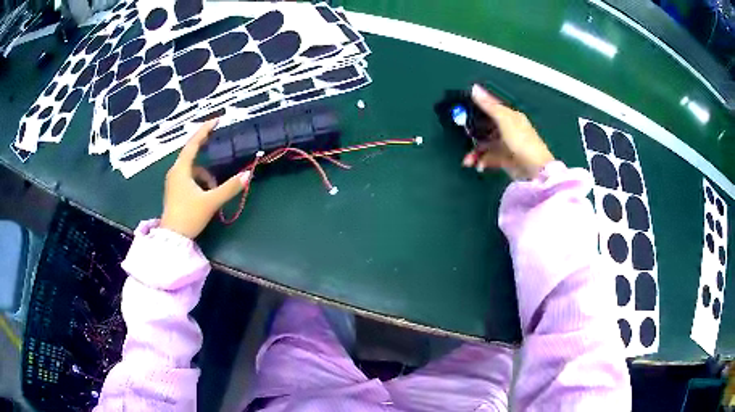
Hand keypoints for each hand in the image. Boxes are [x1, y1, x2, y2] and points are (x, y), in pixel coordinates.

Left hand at [160, 120, 247, 238]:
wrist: (172, 239)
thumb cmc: (188, 216)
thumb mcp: (211, 202)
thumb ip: (229, 187)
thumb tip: (248, 174)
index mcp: (181, 169)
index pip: (193, 143)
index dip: (205, 130)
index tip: (217, 120)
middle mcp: (175, 171)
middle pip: (192, 155)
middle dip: (206, 151)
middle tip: (218, 143)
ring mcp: (173, 182)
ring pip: (192, 170)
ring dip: (205, 175)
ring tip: (215, 190)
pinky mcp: (175, 191)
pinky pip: (189, 178)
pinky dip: (199, 182)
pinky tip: (206, 195)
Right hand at [462, 84, 554, 179]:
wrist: (534, 171)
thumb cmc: (522, 142)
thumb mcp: (504, 120)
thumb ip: (489, 106)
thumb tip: (474, 88)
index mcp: (511, 117)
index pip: (491, 107)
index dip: (478, 107)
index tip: (463, 110)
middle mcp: (508, 130)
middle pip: (486, 128)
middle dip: (474, 133)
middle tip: (465, 136)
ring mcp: (507, 146)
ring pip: (486, 145)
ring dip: (475, 152)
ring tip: (467, 161)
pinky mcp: (505, 160)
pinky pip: (490, 158)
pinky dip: (482, 161)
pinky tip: (478, 166)